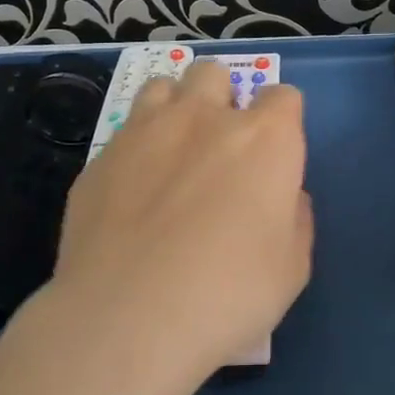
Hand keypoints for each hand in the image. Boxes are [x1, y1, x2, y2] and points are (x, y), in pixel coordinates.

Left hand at [45, 60, 312, 394]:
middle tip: (220, 145)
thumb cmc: (228, 295)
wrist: (127, 320)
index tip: (275, 155)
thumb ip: (295, 219)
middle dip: (222, 97)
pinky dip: (135, 149)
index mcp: (264, 139)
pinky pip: (123, 133)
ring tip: (172, 150)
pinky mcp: (99, 158)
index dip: (282, 121)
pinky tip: (131, 193)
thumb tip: (283, 197)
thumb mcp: (292, 269)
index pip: (283, 97)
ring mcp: (144, 132)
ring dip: (174, 107)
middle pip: (215, 73)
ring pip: (162, 86)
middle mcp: (204, 119)